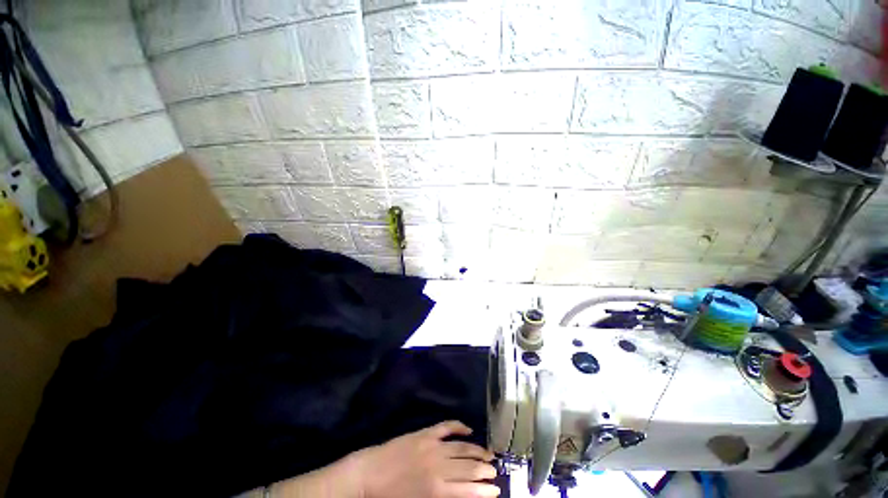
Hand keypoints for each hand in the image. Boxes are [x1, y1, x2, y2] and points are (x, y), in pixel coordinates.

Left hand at [346, 421, 499, 497]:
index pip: (468, 490)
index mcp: (437, 490)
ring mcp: (432, 446)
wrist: (370, 474)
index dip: (484, 490)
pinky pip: (446, 426)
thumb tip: (461, 493)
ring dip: (477, 450)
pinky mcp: (425, 433)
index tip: (496, 490)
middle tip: (495, 472)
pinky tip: (469, 428)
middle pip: (468, 467)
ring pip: (462, 447)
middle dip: (485, 470)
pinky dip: (459, 426)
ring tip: (489, 453)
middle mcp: (438, 467)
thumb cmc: (392, 497)